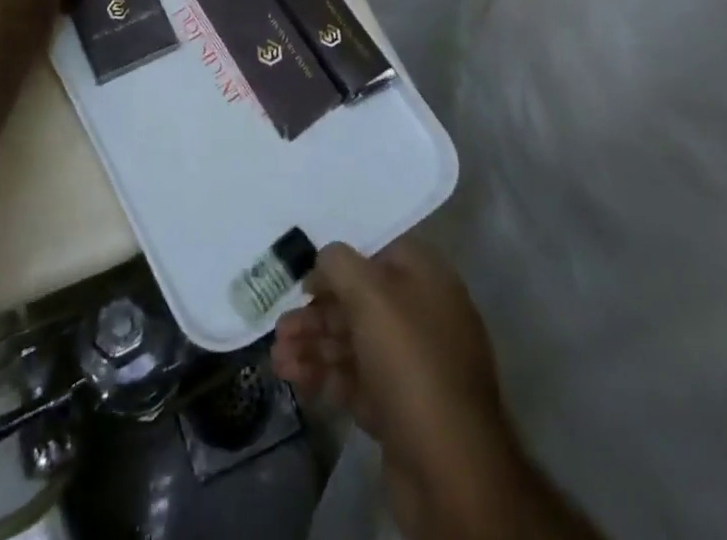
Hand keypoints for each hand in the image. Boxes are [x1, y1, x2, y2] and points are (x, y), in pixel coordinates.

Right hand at [273, 238, 503, 466]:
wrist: (448, 470)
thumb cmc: (409, 361)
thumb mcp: (369, 294)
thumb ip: (338, 264)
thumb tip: (324, 261)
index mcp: (427, 281)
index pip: (378, 255)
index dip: (339, 265)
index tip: (306, 282)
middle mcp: (423, 317)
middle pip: (360, 304)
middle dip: (316, 315)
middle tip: (280, 329)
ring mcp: (413, 366)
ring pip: (354, 344)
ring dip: (314, 346)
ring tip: (277, 360)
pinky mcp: (400, 409)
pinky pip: (356, 381)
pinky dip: (325, 377)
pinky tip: (294, 379)